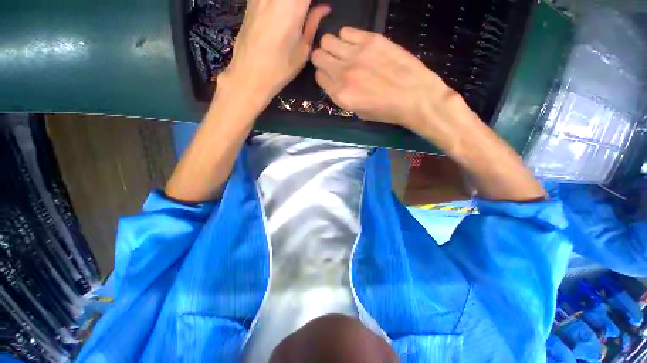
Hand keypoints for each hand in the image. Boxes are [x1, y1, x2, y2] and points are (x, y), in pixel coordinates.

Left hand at [223, 0, 329, 103]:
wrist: (250, 74)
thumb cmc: (281, 67)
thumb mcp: (303, 50)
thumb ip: (313, 24)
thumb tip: (324, 8)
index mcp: (293, 5)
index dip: (313, 1)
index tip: (317, 8)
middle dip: (302, 3)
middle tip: (307, 13)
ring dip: (291, 4)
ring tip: (296, 15)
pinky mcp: (250, 1)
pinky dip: (278, 5)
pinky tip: (280, 14)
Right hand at [311, 27, 450, 131]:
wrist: (415, 97)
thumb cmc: (387, 111)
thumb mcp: (359, 112)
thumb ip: (343, 96)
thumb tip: (336, 82)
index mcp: (341, 95)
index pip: (319, 77)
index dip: (324, 76)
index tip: (330, 77)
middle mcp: (343, 73)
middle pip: (318, 56)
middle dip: (323, 59)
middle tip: (333, 62)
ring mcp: (356, 54)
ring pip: (328, 40)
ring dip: (333, 47)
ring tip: (345, 53)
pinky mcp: (371, 39)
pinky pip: (346, 31)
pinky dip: (347, 37)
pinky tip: (357, 45)